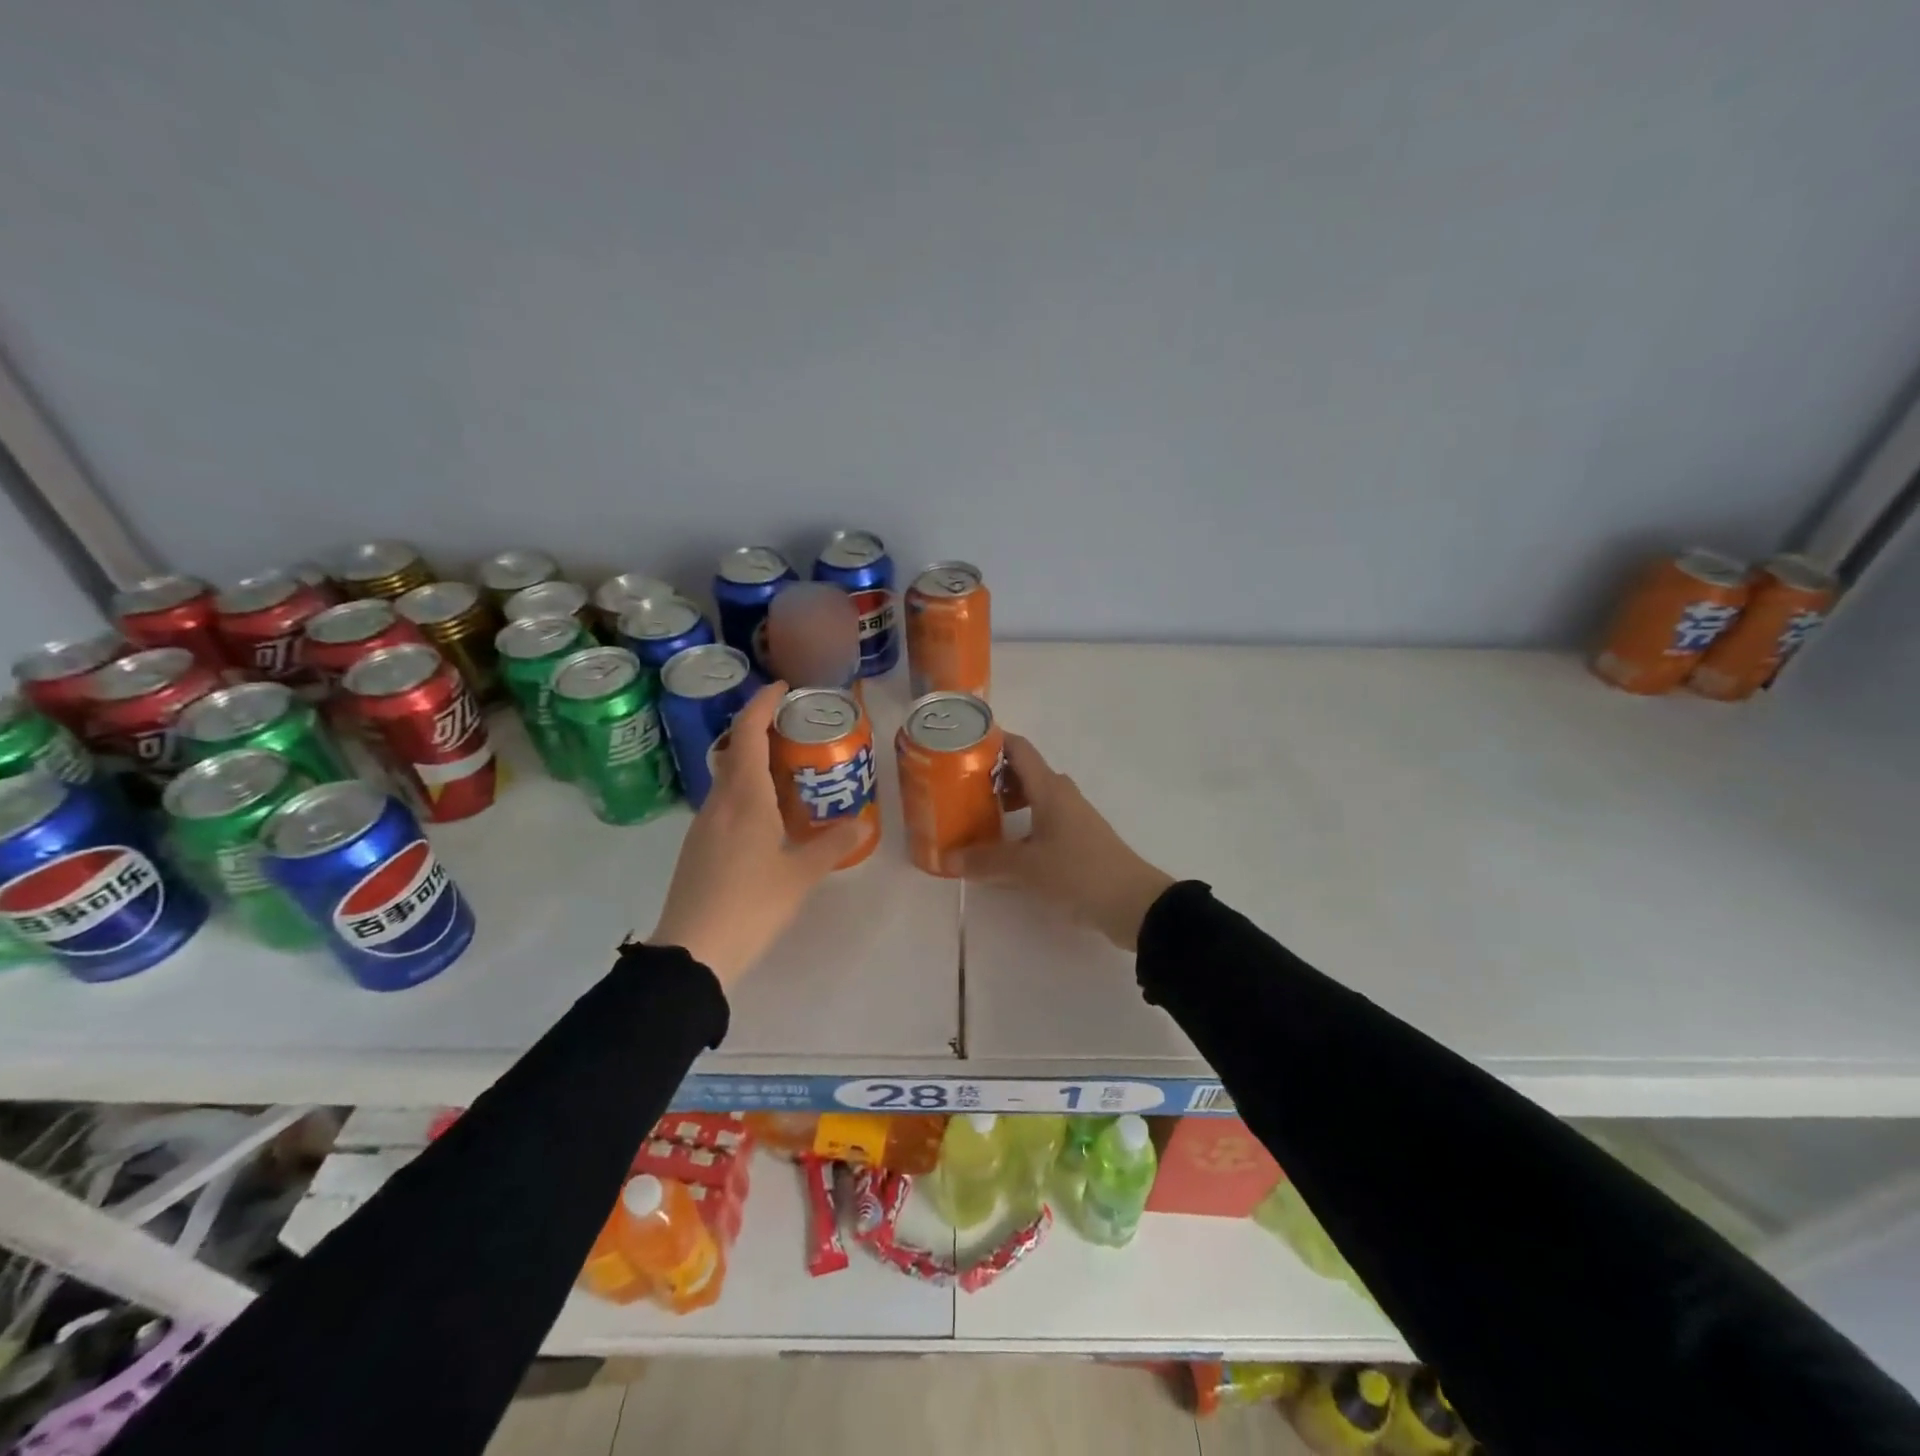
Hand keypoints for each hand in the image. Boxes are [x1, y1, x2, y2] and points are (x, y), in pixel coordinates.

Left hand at [647, 682, 861, 987]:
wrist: (693, 951)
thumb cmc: (750, 904)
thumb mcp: (800, 875)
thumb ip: (832, 846)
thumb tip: (862, 823)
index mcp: (744, 798)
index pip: (748, 734)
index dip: (762, 704)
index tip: (782, 687)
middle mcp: (719, 802)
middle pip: (735, 751)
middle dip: (760, 730)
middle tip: (794, 728)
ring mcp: (703, 825)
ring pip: (728, 778)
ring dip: (752, 762)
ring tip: (788, 769)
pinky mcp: (697, 846)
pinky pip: (724, 802)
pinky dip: (745, 791)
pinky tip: (767, 814)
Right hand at [958, 733, 1175, 950]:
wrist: (1133, 903)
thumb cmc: (1078, 873)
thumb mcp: (1027, 868)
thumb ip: (987, 861)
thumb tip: (948, 858)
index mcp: (1049, 789)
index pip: (1018, 749)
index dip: (991, 741)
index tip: (960, 747)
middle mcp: (1061, 795)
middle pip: (1023, 772)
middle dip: (991, 776)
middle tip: (958, 789)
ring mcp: (1072, 816)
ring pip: (1033, 797)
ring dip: (1006, 801)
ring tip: (976, 818)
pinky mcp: (1078, 838)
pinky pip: (1042, 818)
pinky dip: (1020, 823)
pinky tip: (1004, 846)